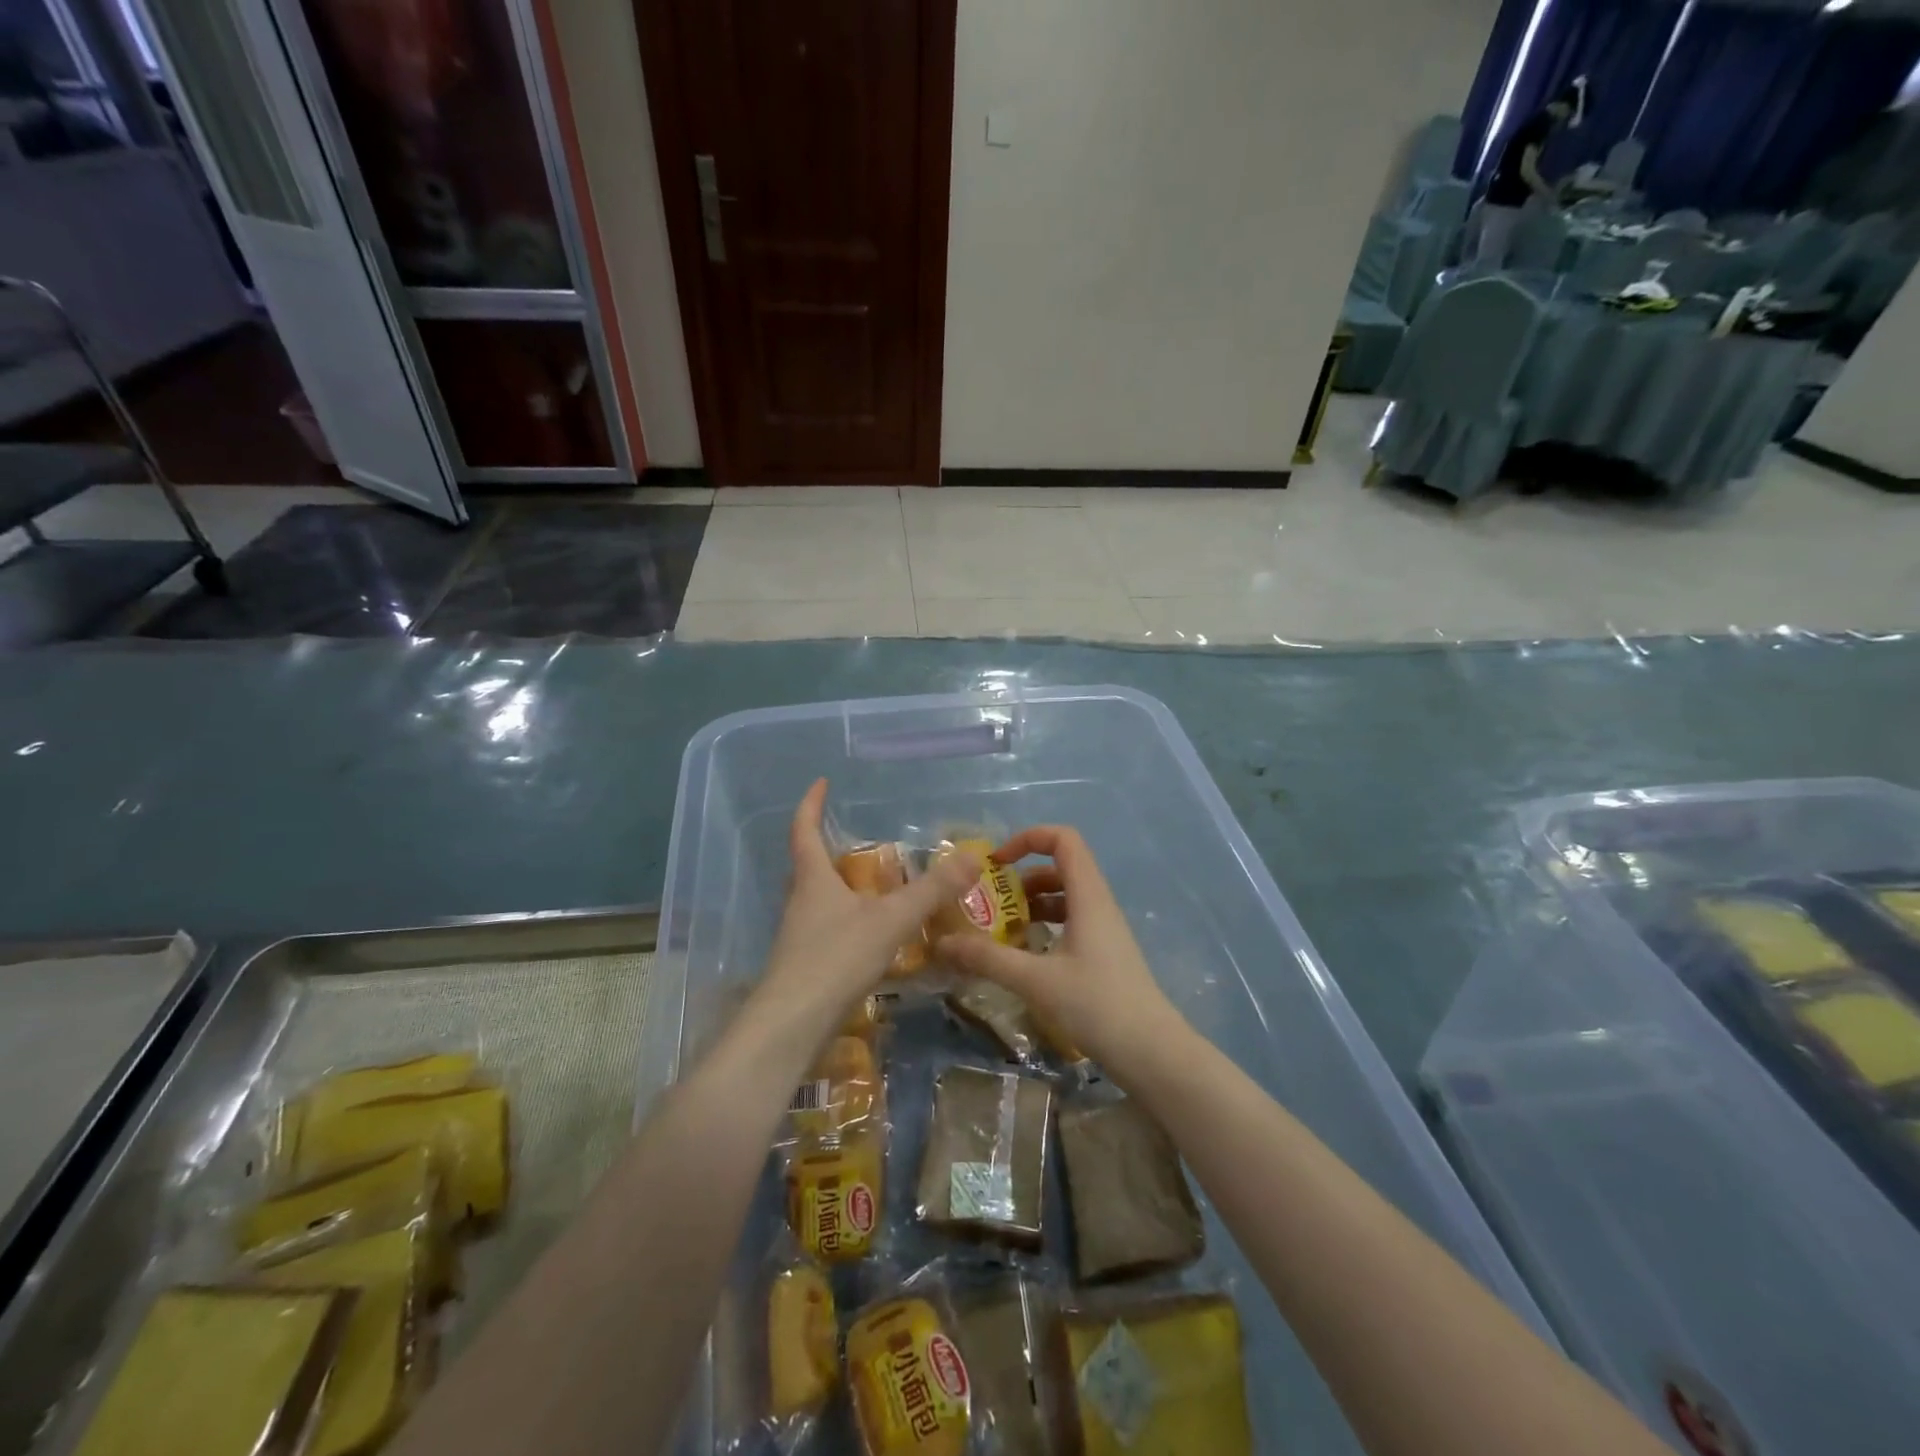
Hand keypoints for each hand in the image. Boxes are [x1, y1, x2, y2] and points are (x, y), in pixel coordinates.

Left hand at [750, 780, 978, 1041]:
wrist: (791, 1027)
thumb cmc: (835, 959)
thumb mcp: (890, 920)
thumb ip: (932, 890)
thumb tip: (972, 856)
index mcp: (813, 880)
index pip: (804, 830)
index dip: (811, 804)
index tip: (821, 783)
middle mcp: (800, 902)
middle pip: (808, 866)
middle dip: (826, 847)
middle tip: (854, 838)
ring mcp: (799, 936)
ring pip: (818, 900)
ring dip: (839, 887)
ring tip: (870, 885)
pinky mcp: (804, 966)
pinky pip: (827, 930)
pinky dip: (847, 922)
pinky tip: (869, 937)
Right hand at [937, 826, 1187, 1082]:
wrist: (1152, 1053)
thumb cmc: (1096, 1005)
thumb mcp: (1035, 980)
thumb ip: (987, 958)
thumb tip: (942, 943)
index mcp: (1088, 896)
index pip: (1063, 839)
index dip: (1028, 839)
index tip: (997, 864)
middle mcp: (1099, 904)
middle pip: (1062, 866)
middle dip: (1023, 876)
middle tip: (993, 903)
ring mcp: (1105, 930)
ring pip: (1066, 896)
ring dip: (1033, 904)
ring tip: (1004, 930)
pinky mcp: (1105, 954)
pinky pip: (1072, 922)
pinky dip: (1046, 927)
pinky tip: (1026, 956)